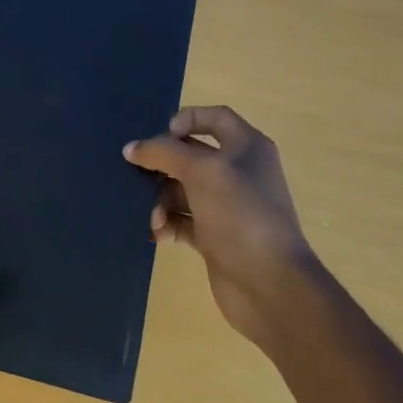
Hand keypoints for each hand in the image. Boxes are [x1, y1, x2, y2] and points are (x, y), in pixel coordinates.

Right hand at [124, 106, 322, 347]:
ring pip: (183, 190)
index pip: (215, 117)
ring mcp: (227, 206)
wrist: (270, 284)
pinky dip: (167, 224)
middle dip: (163, 165)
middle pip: (192, 155)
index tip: (160, 134)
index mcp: (247, 147)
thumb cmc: (240, 214)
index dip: (187, 119)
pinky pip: (183, 220)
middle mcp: (239, 172)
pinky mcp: (216, 236)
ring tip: (153, 217)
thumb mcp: (202, 172)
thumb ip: (164, 153)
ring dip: (161, 200)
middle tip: (137, 174)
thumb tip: (132, 148)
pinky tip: (157, 234)